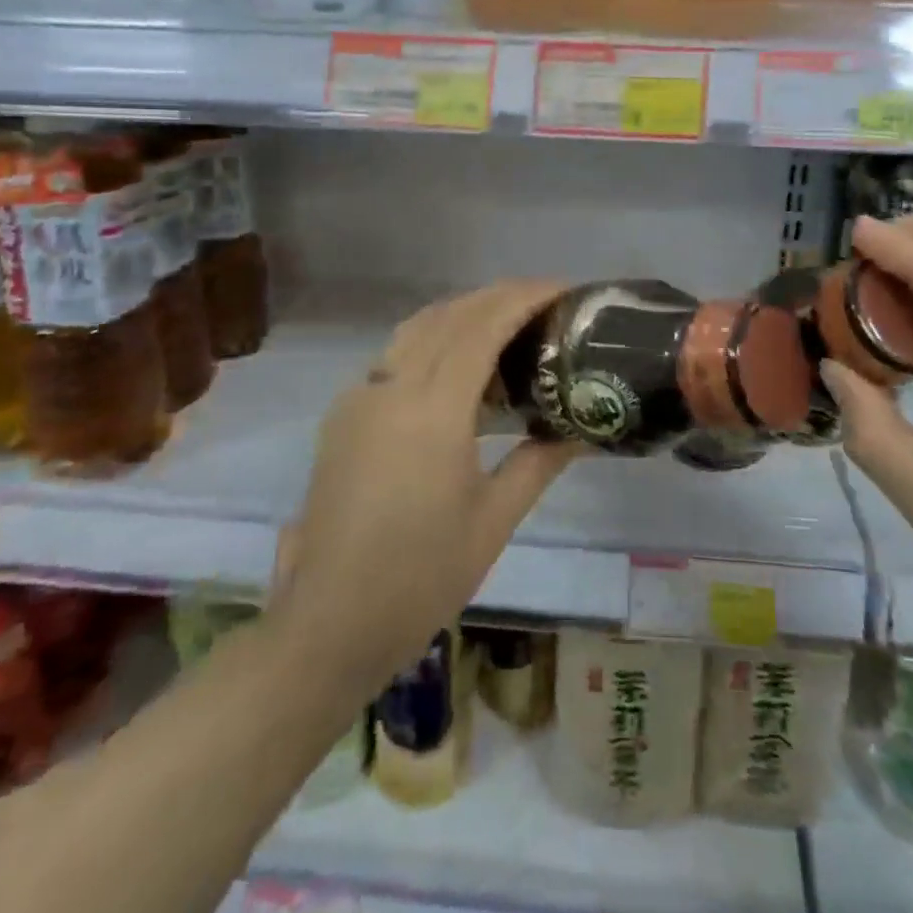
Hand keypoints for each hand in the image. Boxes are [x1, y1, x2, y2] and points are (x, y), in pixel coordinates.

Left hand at [279, 281, 580, 684]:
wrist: (330, 622)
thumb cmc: (422, 576)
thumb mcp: (494, 520)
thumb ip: (539, 462)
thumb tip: (582, 430)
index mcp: (433, 411)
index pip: (483, 326)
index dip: (524, 298)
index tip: (563, 289)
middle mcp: (392, 387)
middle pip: (450, 314)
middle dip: (498, 296)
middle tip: (543, 301)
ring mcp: (361, 397)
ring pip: (418, 327)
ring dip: (464, 312)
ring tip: (507, 325)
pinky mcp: (344, 414)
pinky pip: (395, 354)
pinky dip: (434, 339)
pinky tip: (457, 368)